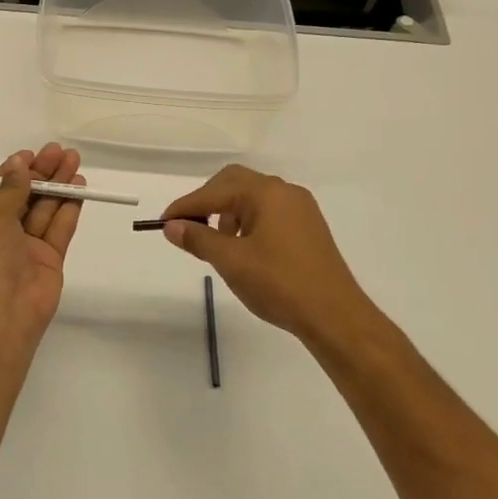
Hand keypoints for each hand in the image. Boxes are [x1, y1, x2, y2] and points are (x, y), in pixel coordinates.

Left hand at [0, 144, 84, 358]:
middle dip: (41, 174)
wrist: (1, 314)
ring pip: (43, 210)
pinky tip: (79, 188)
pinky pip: (58, 229)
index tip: (32, 154)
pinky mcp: (48, 260)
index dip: (13, 171)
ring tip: (74, 161)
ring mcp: (25, 248)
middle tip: (60, 151)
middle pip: (22, 197)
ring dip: (58, 186)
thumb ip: (11, 190)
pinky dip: (68, 208)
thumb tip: (19, 164)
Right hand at [161, 165, 392, 361]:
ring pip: (252, 197)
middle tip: (188, 226)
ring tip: (216, 242)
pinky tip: (243, 248)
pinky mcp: (308, 227)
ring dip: (227, 212)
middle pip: (234, 183)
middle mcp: (284, 191)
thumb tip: (171, 226)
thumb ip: (198, 238)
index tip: (162, 223)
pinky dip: (247, 221)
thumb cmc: (279, 284)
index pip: (213, 192)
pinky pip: (268, 212)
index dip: (185, 207)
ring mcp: (300, 208)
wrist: (335, 316)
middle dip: (207, 201)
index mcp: (265, 193)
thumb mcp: (230, 261)